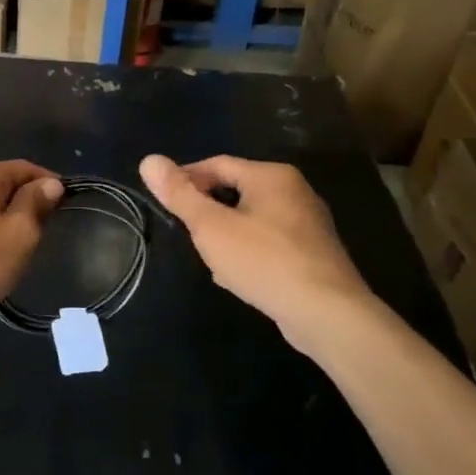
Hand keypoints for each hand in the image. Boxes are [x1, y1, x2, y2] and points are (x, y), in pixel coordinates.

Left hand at [0, 162, 63, 332]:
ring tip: (21, 246)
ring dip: (7, 220)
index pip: (24, 167)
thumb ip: (36, 203)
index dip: (48, 182)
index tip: (67, 203)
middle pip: (3, 184)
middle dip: (27, 202)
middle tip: (45, 230)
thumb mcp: (19, 233)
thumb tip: (50, 182)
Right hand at [139, 154, 375, 352]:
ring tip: (209, 260)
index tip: (164, 202)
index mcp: (271, 176)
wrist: (326, 314)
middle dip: (206, 212)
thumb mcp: (211, 227)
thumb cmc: (264, 261)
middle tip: (186, 234)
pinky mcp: (312, 253)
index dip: (185, 179)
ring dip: (225, 236)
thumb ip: (179, 194)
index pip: (216, 164)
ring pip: (249, 219)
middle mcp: (294, 191)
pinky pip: (267, 242)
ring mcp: (307, 223)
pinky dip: (247, 252)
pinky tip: (237, 277)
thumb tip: (149, 160)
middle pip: (234, 191)